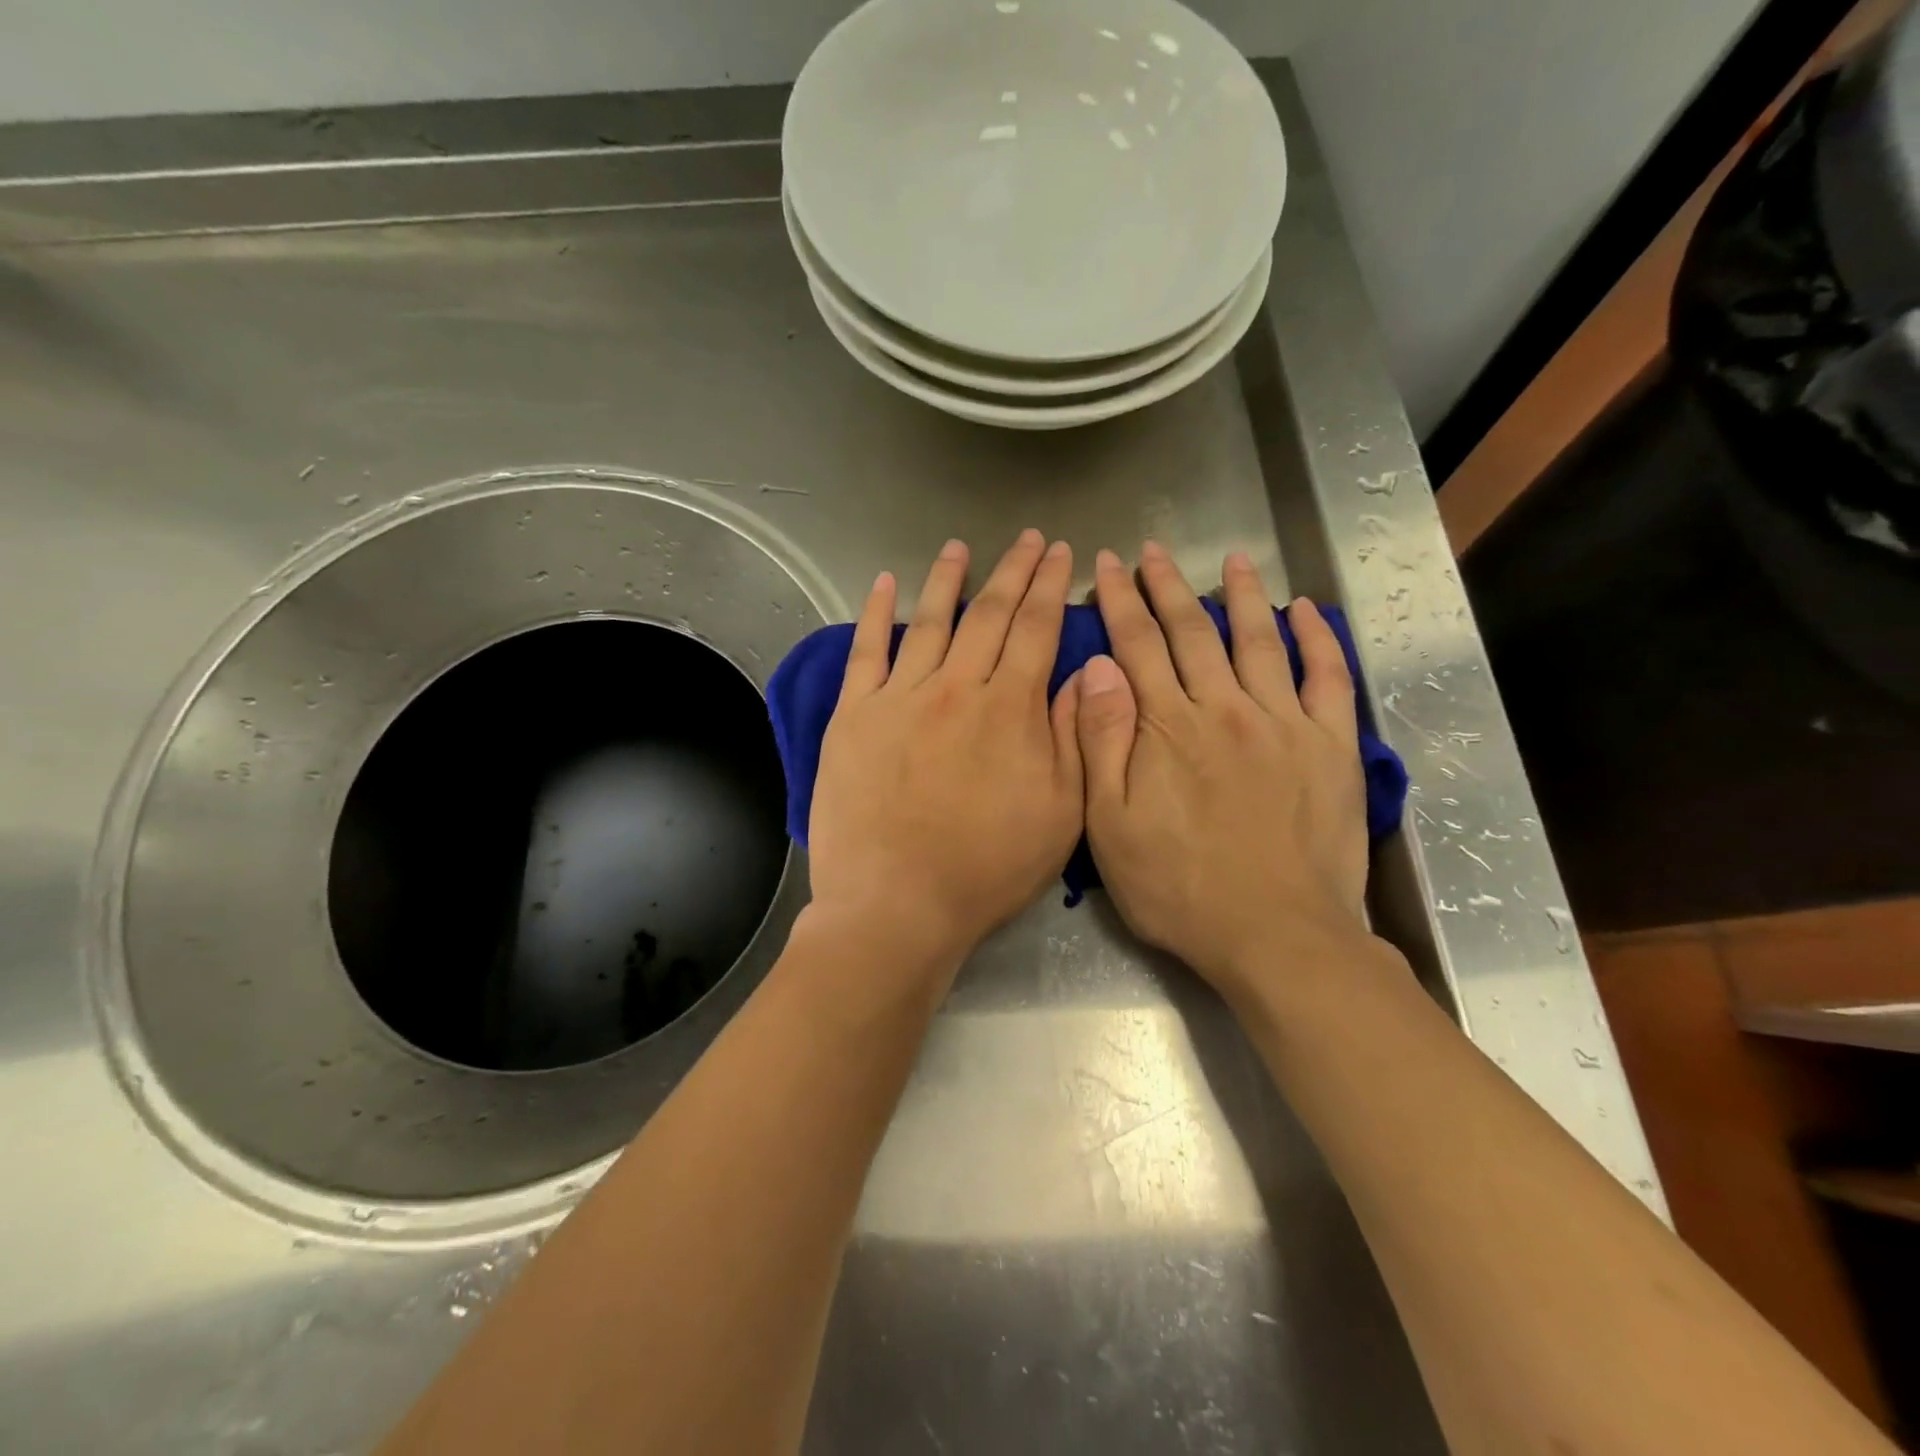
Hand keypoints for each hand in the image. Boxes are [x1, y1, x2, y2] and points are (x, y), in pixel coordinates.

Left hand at [807, 530, 1084, 981]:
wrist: (897, 903)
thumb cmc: (987, 867)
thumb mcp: (1059, 813)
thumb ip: (1072, 737)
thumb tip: (1080, 675)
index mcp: (1009, 709)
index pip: (1036, 629)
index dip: (1051, 586)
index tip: (1060, 554)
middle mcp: (956, 687)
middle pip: (989, 615)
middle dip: (1013, 571)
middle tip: (1026, 539)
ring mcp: (899, 697)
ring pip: (930, 621)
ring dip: (948, 580)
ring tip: (960, 547)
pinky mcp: (854, 716)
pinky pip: (866, 652)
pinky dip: (876, 614)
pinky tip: (884, 584)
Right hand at [1075, 542, 1369, 999]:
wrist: (1275, 936)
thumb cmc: (1178, 888)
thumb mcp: (1109, 825)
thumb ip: (1100, 741)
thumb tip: (1097, 669)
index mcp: (1167, 727)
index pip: (1137, 645)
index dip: (1118, 602)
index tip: (1107, 566)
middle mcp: (1224, 708)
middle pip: (1192, 631)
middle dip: (1167, 587)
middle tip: (1153, 552)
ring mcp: (1283, 723)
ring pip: (1258, 641)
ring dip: (1242, 596)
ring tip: (1232, 560)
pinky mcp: (1329, 746)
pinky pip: (1327, 678)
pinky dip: (1317, 639)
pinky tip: (1305, 610)